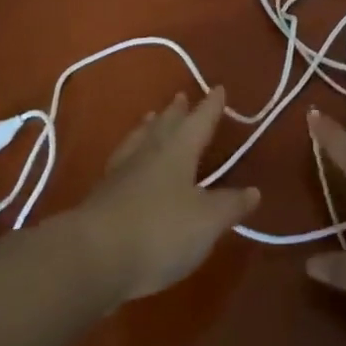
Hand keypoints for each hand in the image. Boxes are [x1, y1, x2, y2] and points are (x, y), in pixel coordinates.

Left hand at [73, 87, 258, 301]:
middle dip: (177, 111)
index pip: (200, 120)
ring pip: (139, 140)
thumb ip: (230, 205)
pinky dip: (131, 154)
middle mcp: (149, 152)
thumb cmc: (159, 231)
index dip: (211, 106)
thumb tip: (254, 190)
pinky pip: (122, 161)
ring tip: (152, 117)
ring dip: (149, 127)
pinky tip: (129, 163)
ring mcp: (121, 173)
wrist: (92, 257)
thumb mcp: (207, 222)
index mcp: (178, 150)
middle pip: (165, 124)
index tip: (218, 88)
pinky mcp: (101, 196)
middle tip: (181, 97)